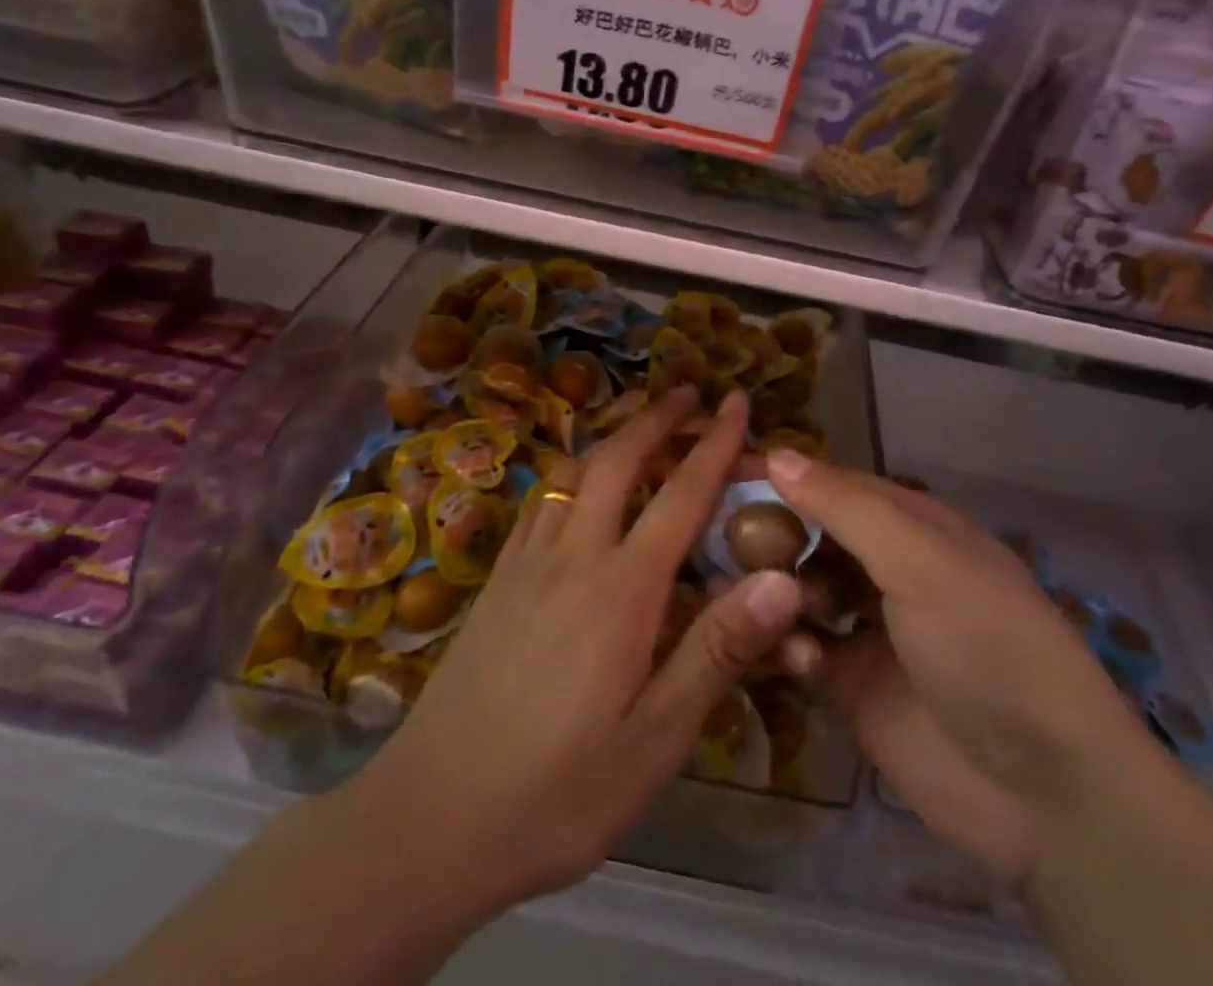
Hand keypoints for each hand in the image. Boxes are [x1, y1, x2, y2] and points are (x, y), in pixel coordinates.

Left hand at [352, 387, 804, 924]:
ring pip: (573, 469)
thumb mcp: (657, 740)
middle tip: (689, 392)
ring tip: (641, 425)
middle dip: (657, 417)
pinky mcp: (496, 579)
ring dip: (613, 436)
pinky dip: (571, 471)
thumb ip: (718, 650)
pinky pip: (540, 500)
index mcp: (622, 590)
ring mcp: (526, 562)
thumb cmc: (558, 792)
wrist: (430, 820)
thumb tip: (783, 578)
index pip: (682, 494)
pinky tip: (577, 487)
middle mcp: (573, 554)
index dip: (715, 442)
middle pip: (618, 459)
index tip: (737, 400)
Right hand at [765, 453, 1149, 889]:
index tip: (722, 470)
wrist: (1047, 793)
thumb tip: (778, 455)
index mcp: (912, 527)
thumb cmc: (986, 645)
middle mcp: (887, 570)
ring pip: (799, 592)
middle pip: (811, 537)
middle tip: (717, 539)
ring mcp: (869, 630)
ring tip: (739, 595)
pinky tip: (793, 655)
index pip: (834, 485)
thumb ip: (847, 507)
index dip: (783, 476)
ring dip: (771, 590)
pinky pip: (802, 651)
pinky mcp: (852, 689)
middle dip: (769, 536)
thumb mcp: (922, 560)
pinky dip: (788, 646)